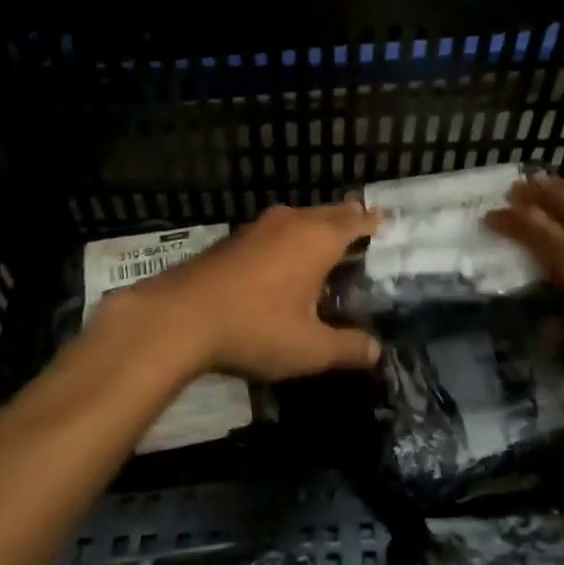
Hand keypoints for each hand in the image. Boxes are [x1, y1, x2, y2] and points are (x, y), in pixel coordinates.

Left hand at [97, 202, 382, 382]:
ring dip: (315, 227)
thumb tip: (375, 351)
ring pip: (298, 219)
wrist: (179, 318)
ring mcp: (258, 228)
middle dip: (345, 219)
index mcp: (318, 239)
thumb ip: (347, 348)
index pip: (355, 221)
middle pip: (327, 213)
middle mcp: (291, 223)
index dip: (372, 222)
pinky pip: (275, 231)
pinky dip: (289, 239)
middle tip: (361, 227)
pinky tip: (284, 261)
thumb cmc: (256, 327)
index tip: (384, 220)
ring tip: (326, 243)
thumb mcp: (310, 348)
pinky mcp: (233, 240)